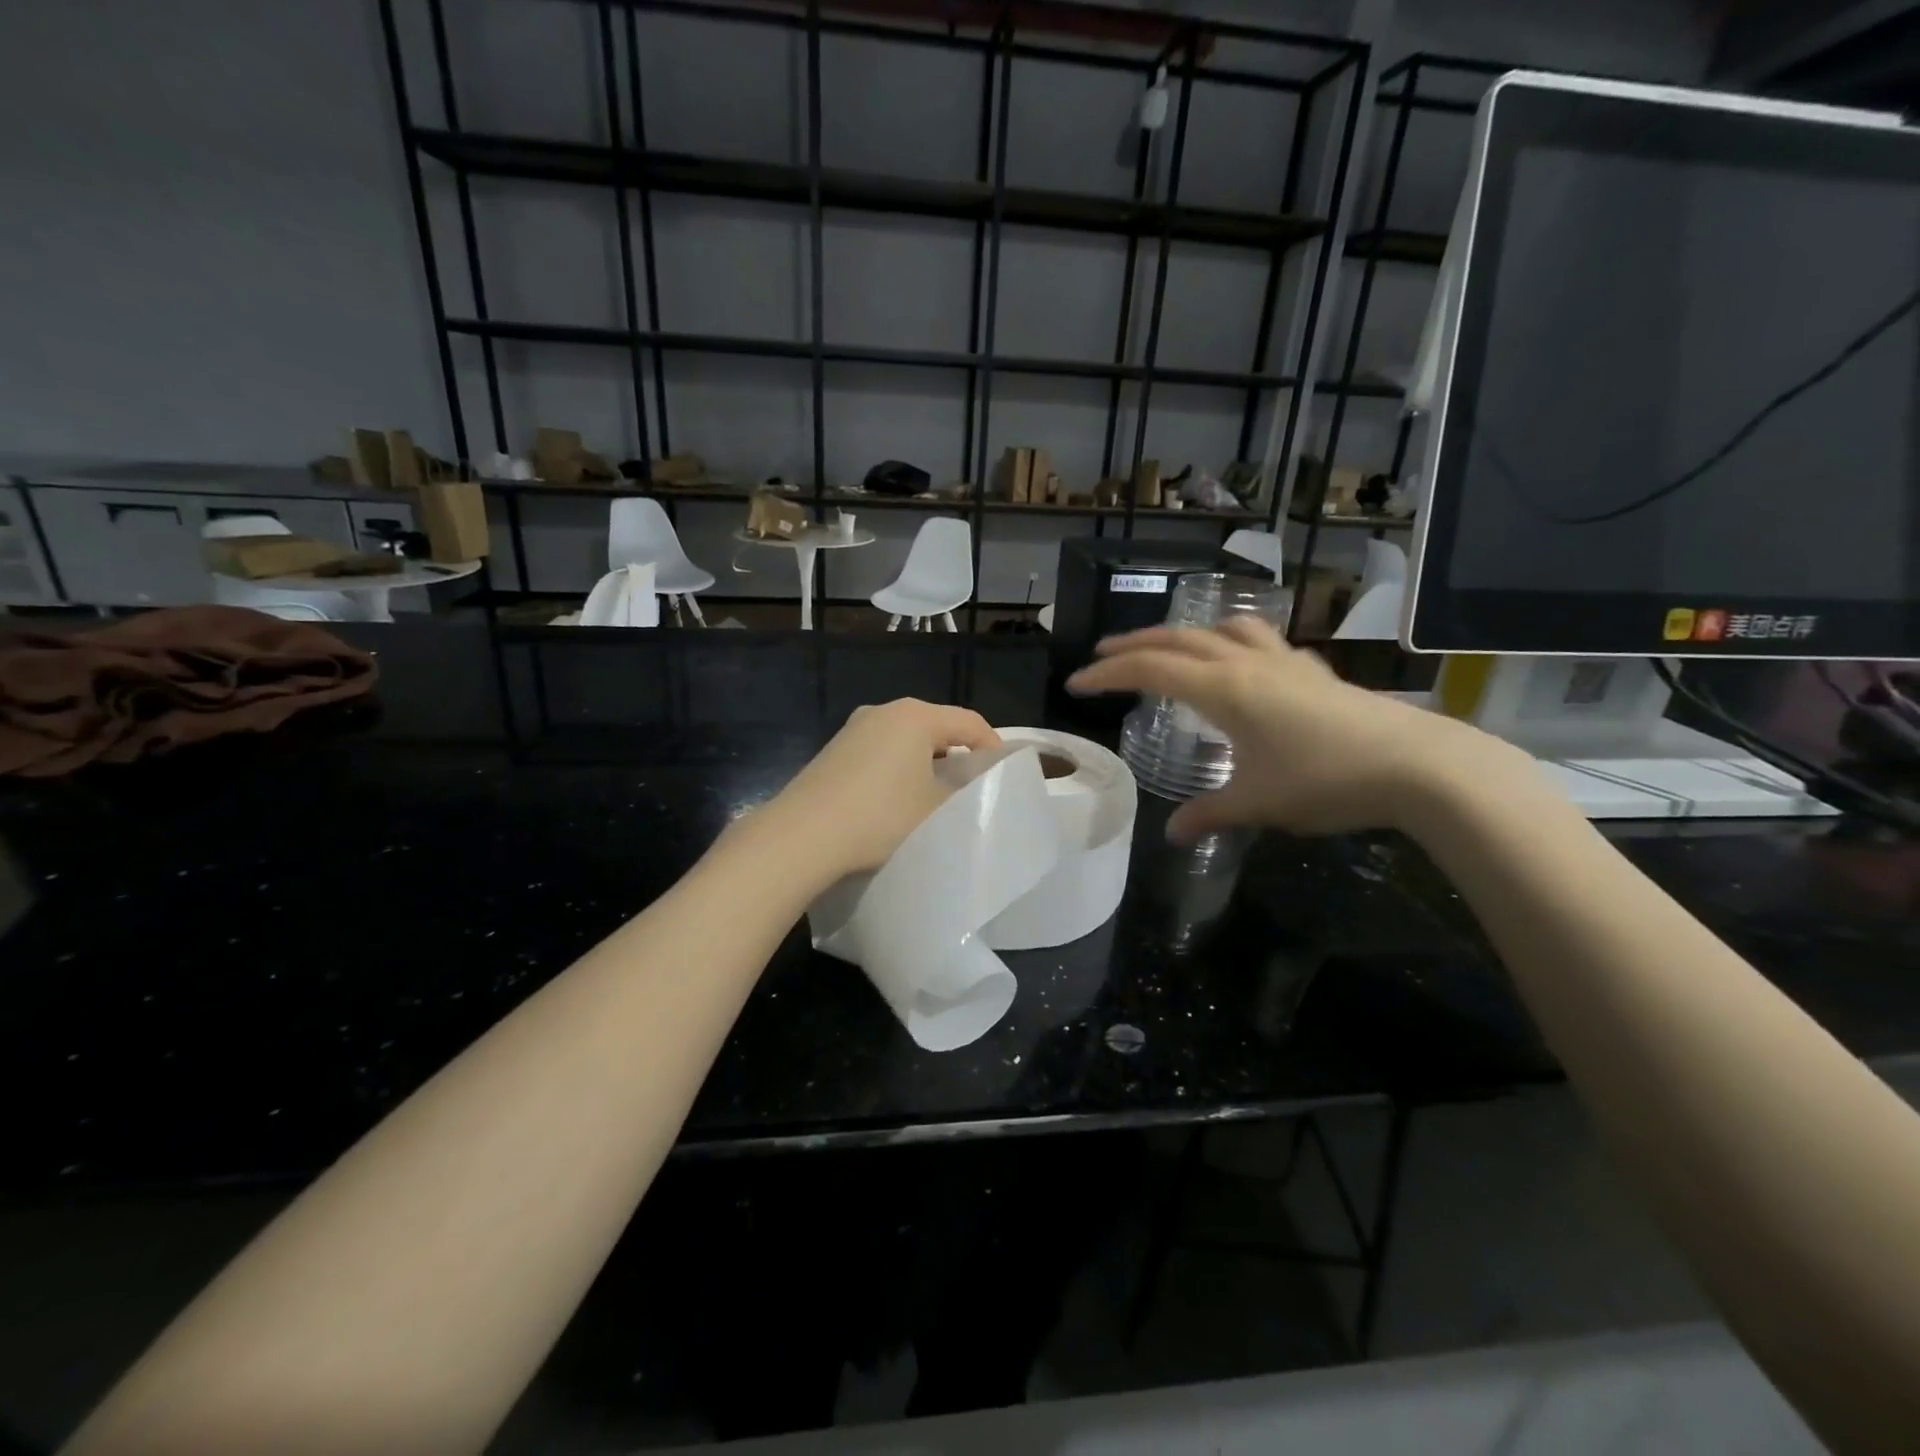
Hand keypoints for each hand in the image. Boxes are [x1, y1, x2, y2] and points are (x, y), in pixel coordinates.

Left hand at [760, 699, 1001, 881]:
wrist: (803, 835)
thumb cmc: (881, 816)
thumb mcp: (937, 809)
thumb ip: (964, 791)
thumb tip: (970, 784)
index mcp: (916, 715)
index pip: (969, 722)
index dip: (992, 747)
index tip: (1001, 776)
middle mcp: (883, 711)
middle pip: (936, 726)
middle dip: (957, 754)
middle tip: (970, 787)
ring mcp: (853, 728)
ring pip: (905, 739)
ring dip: (924, 762)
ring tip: (934, 796)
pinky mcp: (833, 749)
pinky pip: (879, 751)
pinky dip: (896, 768)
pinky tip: (895, 799)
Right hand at [1068, 617, 1527, 838]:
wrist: (1417, 764)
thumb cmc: (1325, 780)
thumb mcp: (1258, 803)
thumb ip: (1209, 814)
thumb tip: (1172, 835)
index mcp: (1222, 690)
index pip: (1149, 671)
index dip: (1107, 675)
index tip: (1076, 684)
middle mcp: (1246, 664)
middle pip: (1176, 640)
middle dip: (1133, 646)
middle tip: (1102, 656)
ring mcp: (1282, 661)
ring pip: (1219, 629)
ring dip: (1183, 634)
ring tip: (1168, 648)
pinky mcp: (1311, 670)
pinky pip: (1258, 639)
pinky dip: (1230, 641)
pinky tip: (1239, 663)